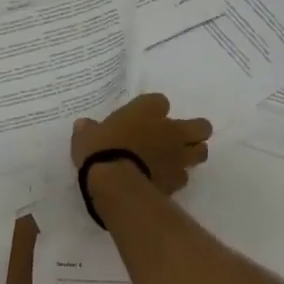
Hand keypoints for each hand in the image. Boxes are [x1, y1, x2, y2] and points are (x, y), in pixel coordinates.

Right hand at [71, 93, 212, 193]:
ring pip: (201, 152)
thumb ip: (88, 130)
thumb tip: (83, 125)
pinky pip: (184, 177)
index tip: (144, 118)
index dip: (154, 110)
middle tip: (177, 138)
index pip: (160, 102)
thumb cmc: (100, 150)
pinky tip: (163, 181)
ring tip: (176, 161)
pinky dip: (176, 178)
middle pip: (200, 126)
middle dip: (193, 131)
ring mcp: (178, 156)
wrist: (115, 182)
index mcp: (148, 110)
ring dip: (192, 155)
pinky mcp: (177, 181)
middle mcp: (170, 130)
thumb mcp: (86, 136)